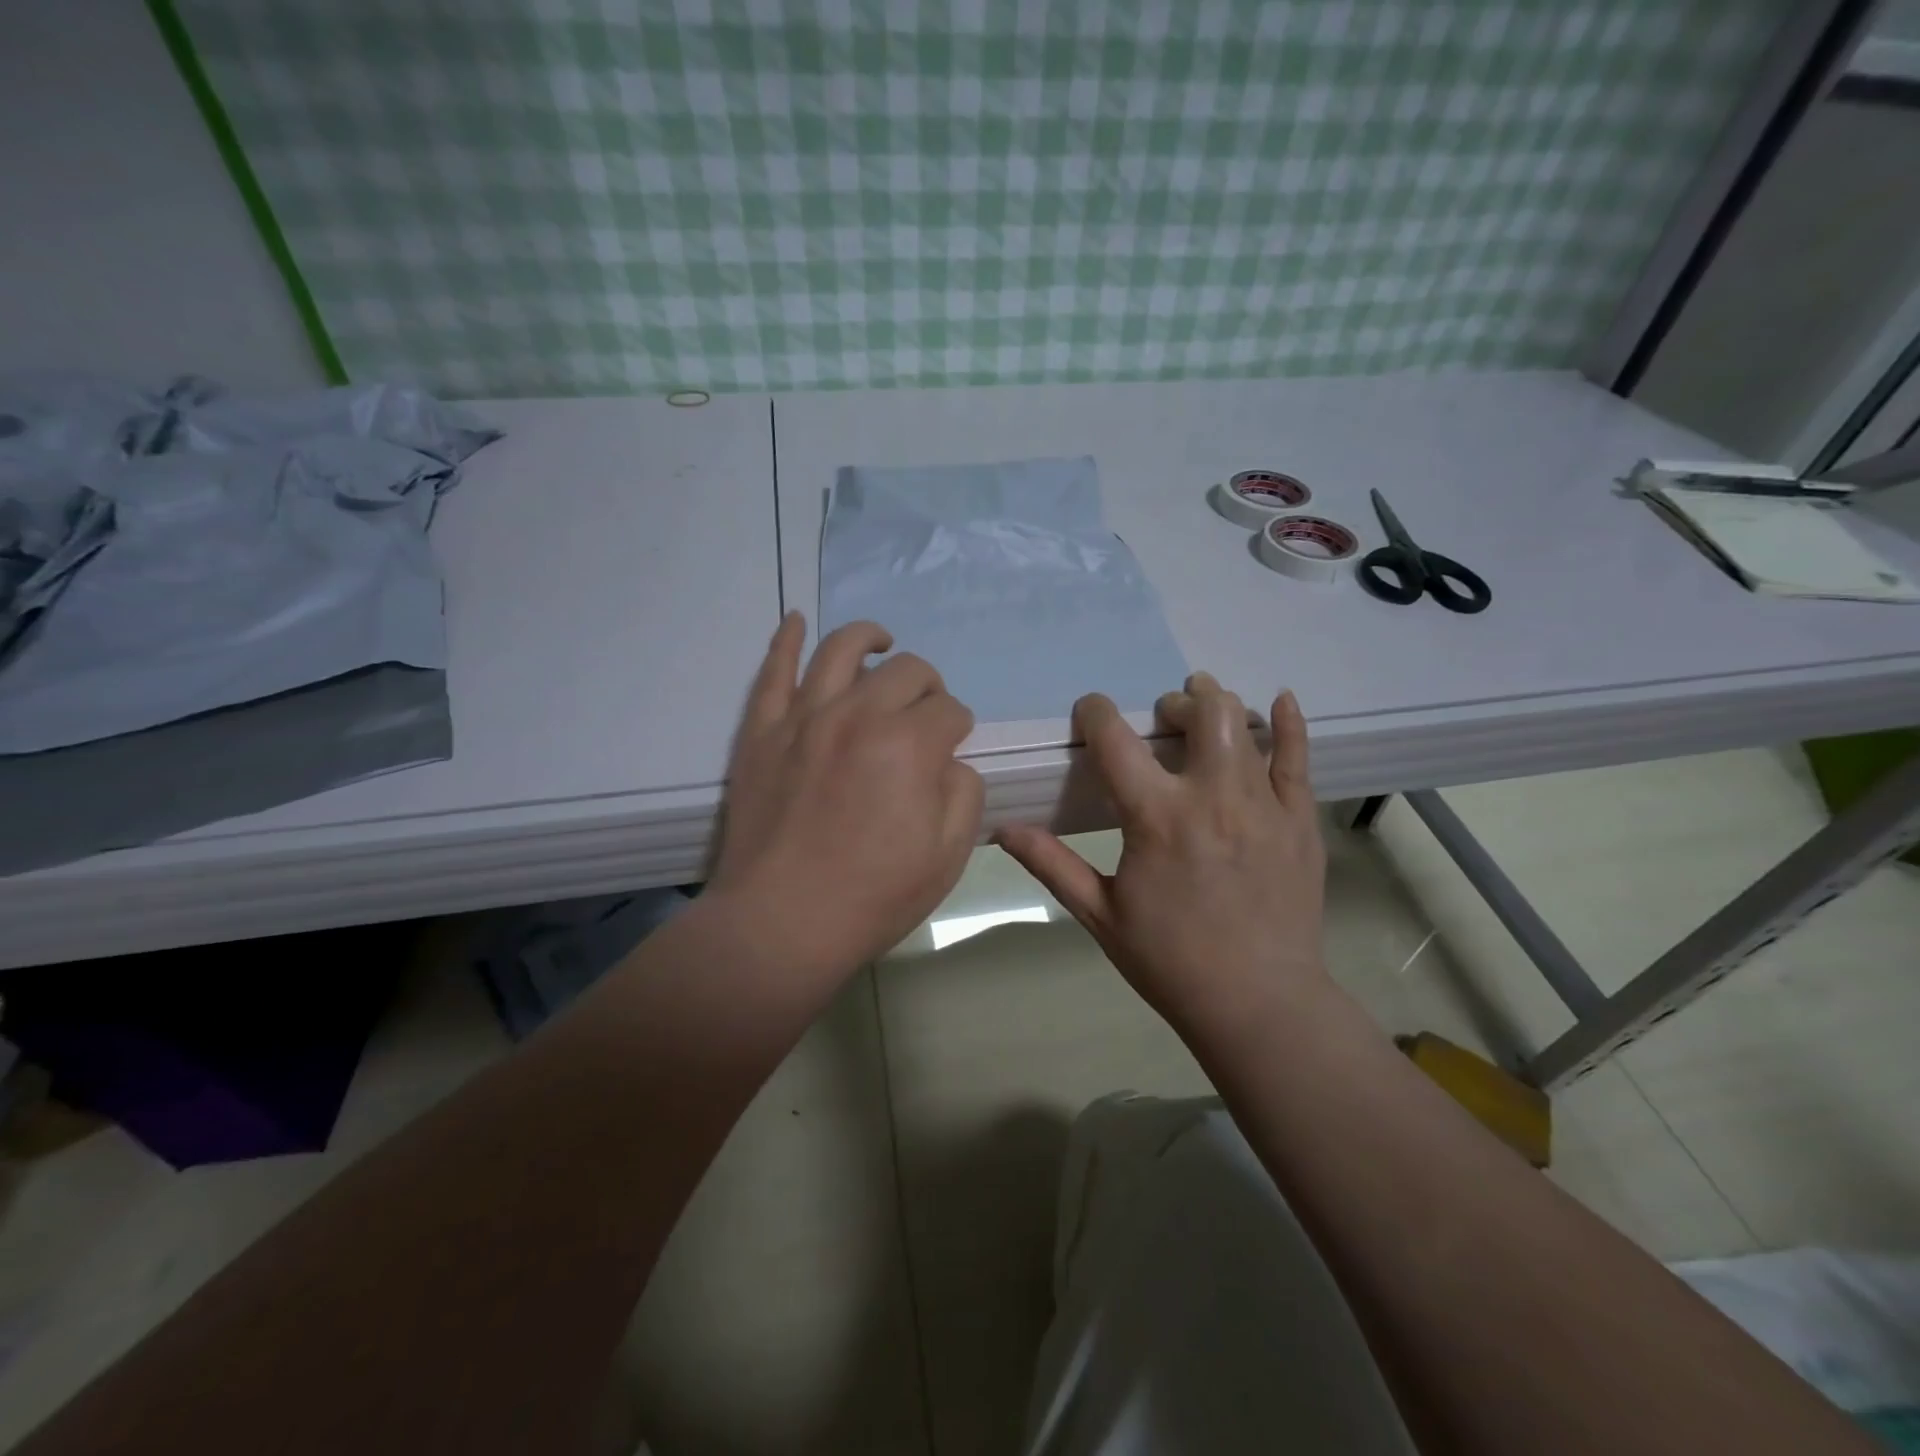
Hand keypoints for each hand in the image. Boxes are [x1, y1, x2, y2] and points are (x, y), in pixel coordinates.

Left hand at [710, 613, 983, 978]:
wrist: (780, 925)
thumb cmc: (873, 897)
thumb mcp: (948, 855)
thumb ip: (963, 792)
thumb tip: (949, 760)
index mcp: (910, 745)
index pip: (950, 710)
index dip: (958, 728)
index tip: (952, 749)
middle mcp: (858, 714)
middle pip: (907, 671)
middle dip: (928, 687)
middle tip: (925, 714)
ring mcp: (803, 717)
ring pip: (841, 649)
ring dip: (870, 639)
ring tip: (881, 643)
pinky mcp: (761, 731)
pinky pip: (773, 671)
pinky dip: (785, 639)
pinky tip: (795, 620)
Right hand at [995, 673, 1327, 1045]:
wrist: (1258, 1004)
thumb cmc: (1170, 961)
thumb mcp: (1100, 914)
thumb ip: (1052, 864)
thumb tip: (1002, 829)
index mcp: (1156, 818)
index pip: (1116, 740)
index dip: (1096, 712)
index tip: (1090, 712)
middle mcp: (1212, 797)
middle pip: (1199, 713)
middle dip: (1174, 704)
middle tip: (1163, 719)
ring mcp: (1263, 805)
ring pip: (1244, 725)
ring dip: (1218, 706)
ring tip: (1204, 708)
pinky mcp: (1300, 821)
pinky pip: (1299, 758)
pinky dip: (1289, 724)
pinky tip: (1279, 703)